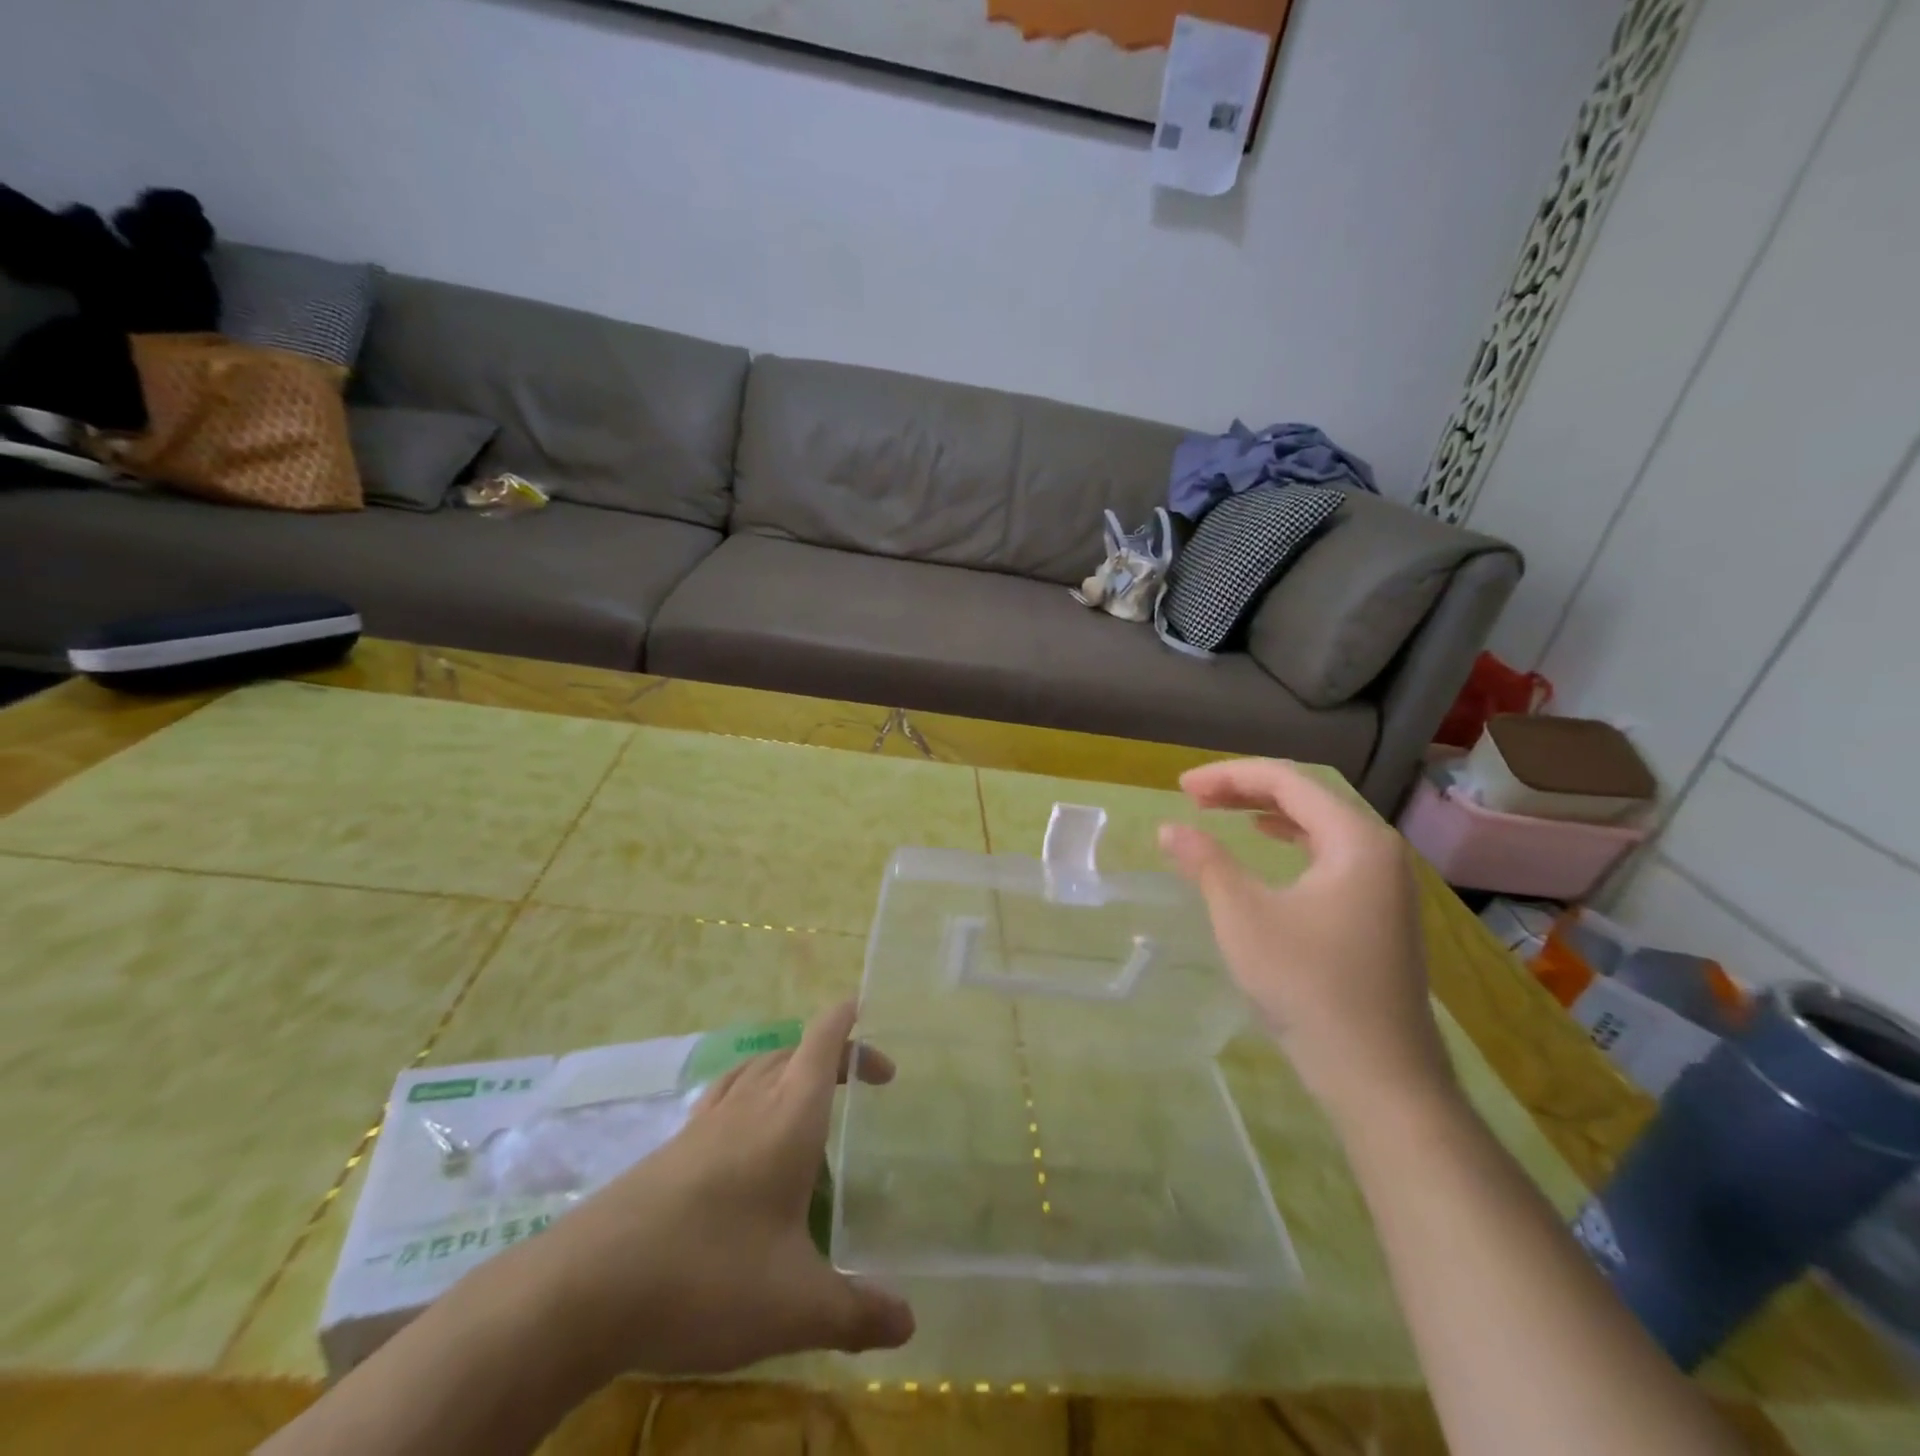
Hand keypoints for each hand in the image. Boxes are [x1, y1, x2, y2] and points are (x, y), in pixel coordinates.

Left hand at [512, 1001, 914, 1379]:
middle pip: (795, 1051)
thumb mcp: (795, 1305)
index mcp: (789, 1116)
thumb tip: (910, 1323)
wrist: (587, 1288)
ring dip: (790, 1068)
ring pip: (757, 1068)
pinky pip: (725, 1095)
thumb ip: (857, 1311)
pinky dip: (751, 1092)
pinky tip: (746, 1135)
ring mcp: (706, 1122)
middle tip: (865, 1085)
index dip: (850, 1021)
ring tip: (810, 1102)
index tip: (871, 1013)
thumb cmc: (708, 1276)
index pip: (825, 1041)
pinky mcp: (674, 1147)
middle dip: (834, 1055)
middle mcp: (750, 1103)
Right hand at [1159, 759, 1452, 1128]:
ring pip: (1319, 825)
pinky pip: (1330, 854)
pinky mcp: (1380, 912)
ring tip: (1222, 812)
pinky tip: (1271, 847)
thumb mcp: (1243, 916)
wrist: (1379, 1077)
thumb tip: (1169, 829)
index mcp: (1355, 839)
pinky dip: (1291, 841)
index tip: (1181, 787)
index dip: (1229, 776)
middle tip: (1193, 797)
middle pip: (1307, 797)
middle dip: (1246, 789)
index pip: (1287, 781)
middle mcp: (1379, 850)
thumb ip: (1206, 863)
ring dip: (1267, 812)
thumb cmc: (1308, 985)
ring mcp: (1386, 883)